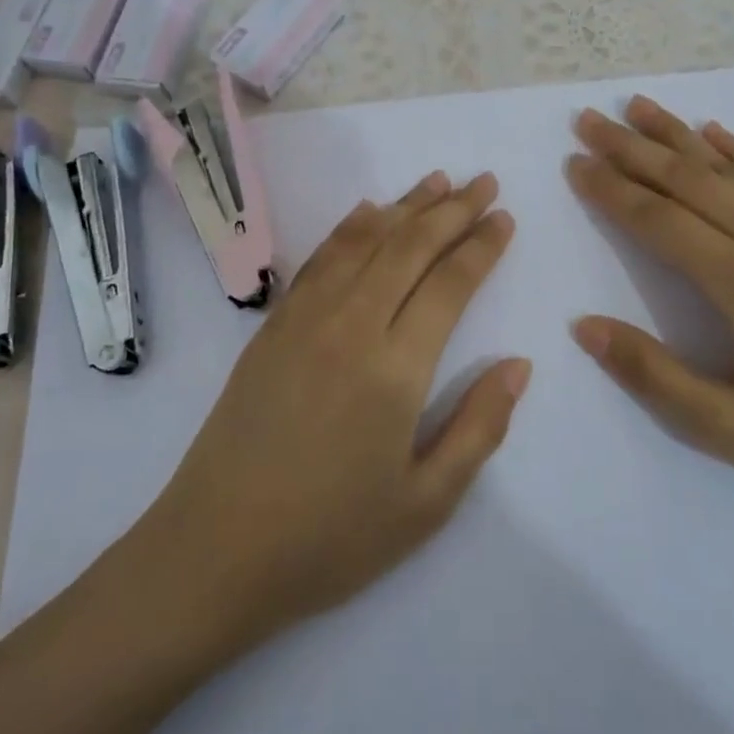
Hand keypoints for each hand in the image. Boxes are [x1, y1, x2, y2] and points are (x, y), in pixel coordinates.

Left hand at [144, 171, 529, 641]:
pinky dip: (350, 228)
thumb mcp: (426, 503)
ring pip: (364, 242)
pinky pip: (320, 260)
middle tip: (485, 182)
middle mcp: (351, 326)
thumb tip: (519, 365)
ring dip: (405, 206)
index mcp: (395, 369)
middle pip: (410, 247)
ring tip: (437, 182)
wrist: (214, 551)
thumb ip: (479, 428)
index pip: (450, 284)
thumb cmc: (330, 538)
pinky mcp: (273, 327)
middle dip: (453, 210)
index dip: (481, 245)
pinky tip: (368, 213)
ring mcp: (305, 320)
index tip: (504, 217)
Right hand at [565, 96, 733, 511]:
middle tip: (588, 119)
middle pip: (686, 178)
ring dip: (676, 135)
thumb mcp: (730, 429)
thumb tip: (585, 326)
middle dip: (631, 147)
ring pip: (726, 167)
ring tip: (637, 106)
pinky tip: (715, 131)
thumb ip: (653, 375)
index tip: (574, 162)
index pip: (657, 219)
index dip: (610, 189)